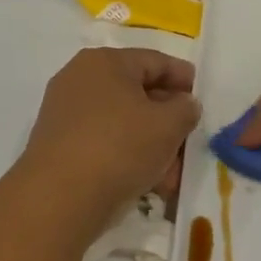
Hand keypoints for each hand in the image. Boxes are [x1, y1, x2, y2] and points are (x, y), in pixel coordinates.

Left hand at [20, 48, 200, 213]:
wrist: (59, 199)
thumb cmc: (120, 147)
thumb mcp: (169, 124)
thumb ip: (186, 108)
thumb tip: (183, 105)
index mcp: (106, 62)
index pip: (155, 61)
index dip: (183, 78)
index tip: (201, 99)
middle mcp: (80, 80)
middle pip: (138, 93)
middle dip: (168, 119)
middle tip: (188, 140)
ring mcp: (65, 114)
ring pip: (122, 122)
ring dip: (151, 144)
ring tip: (172, 174)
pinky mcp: (59, 146)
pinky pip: (104, 143)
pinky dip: (128, 157)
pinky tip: (148, 183)